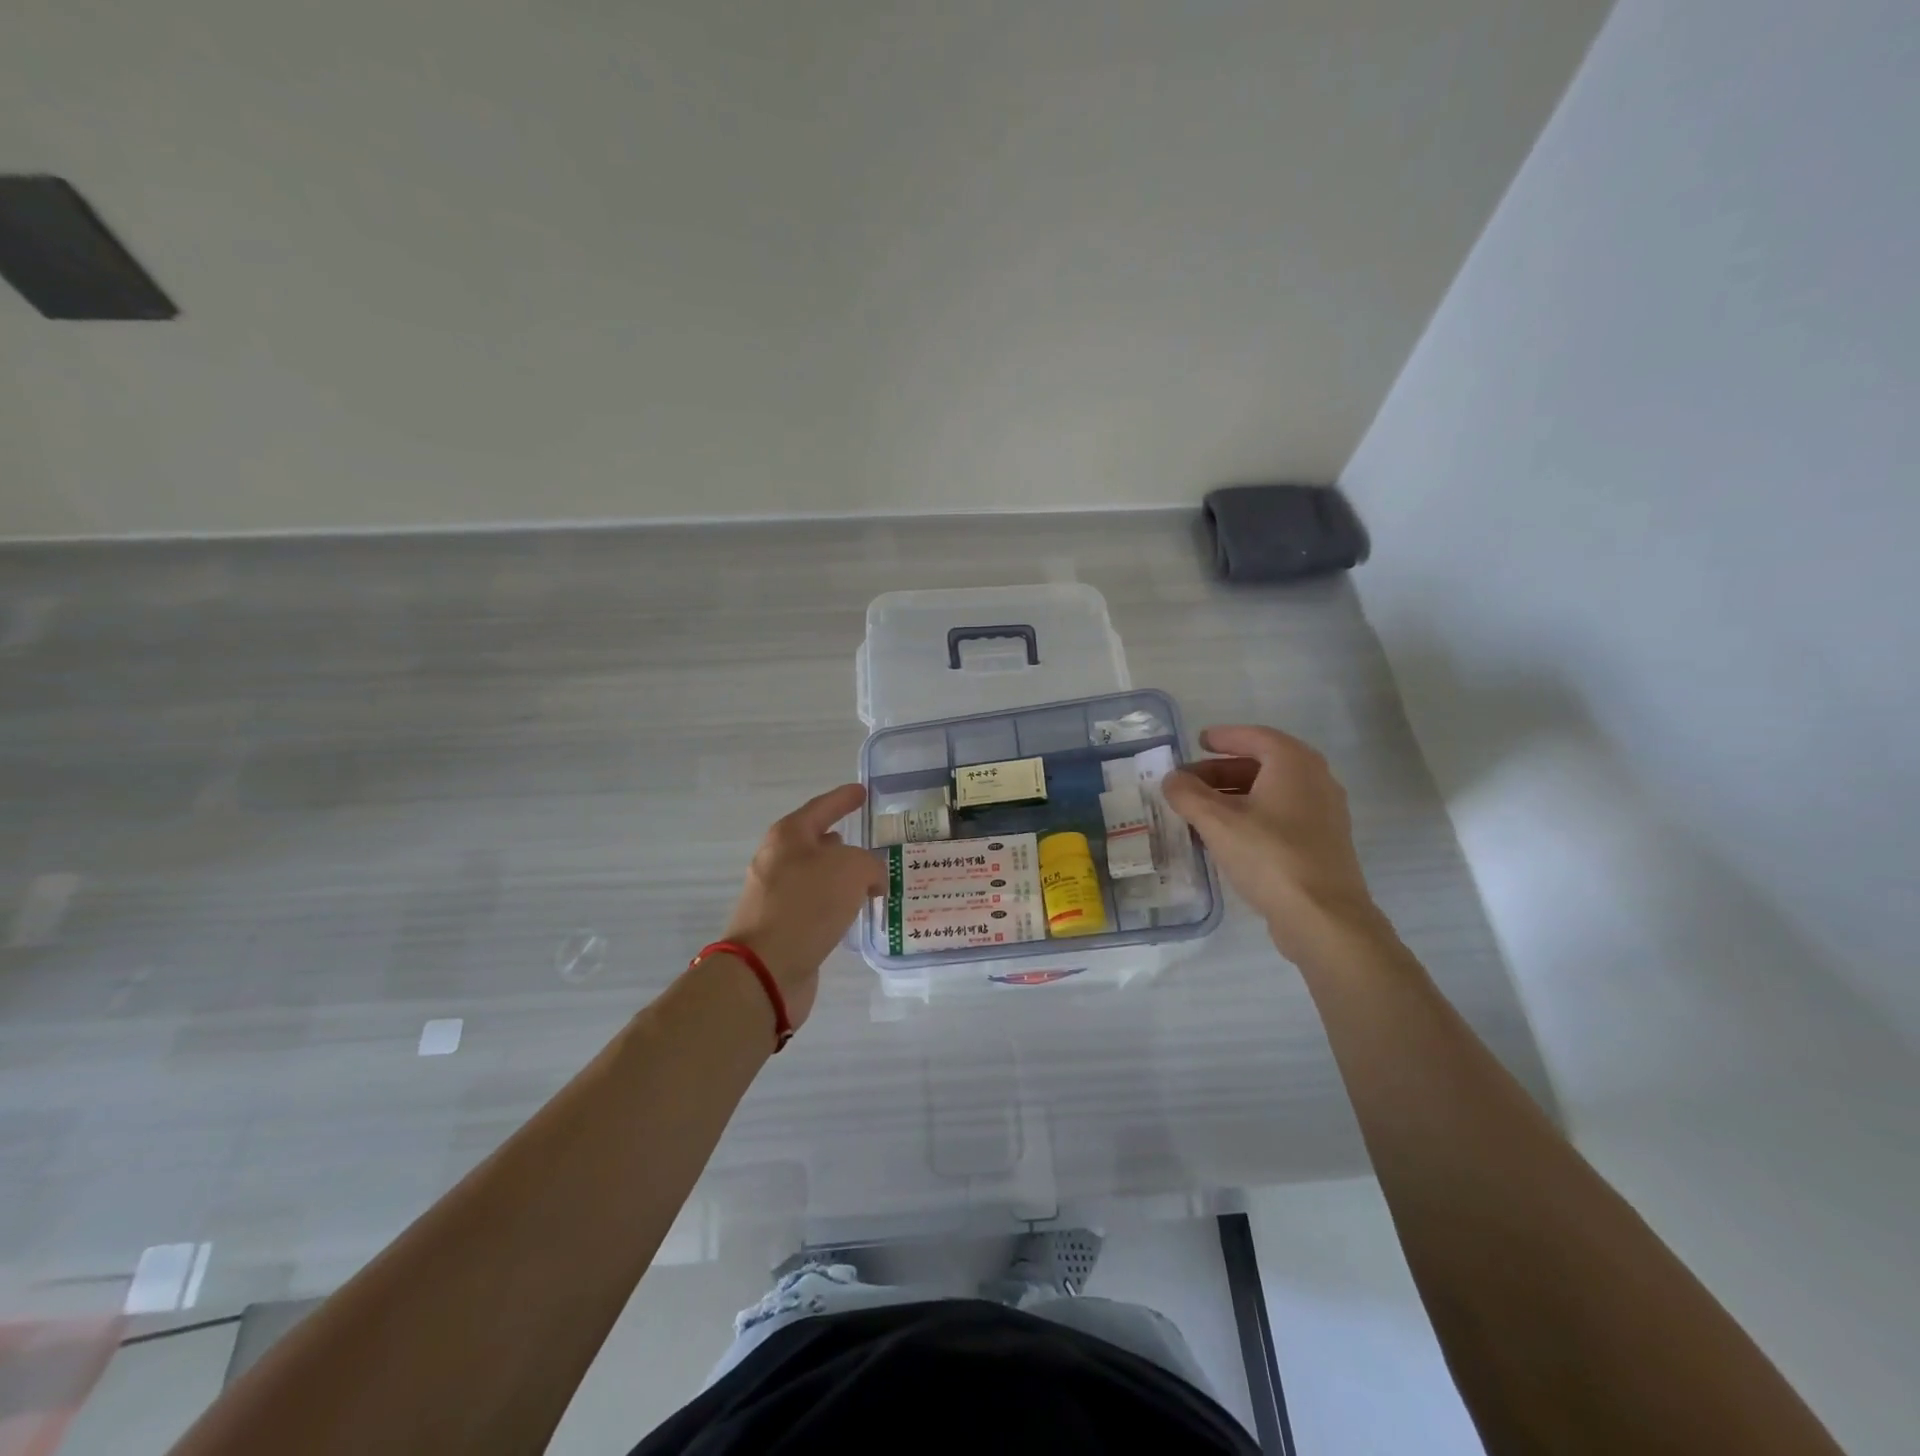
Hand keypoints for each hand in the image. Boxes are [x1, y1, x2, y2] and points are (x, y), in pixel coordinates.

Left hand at [720, 783, 885, 1028]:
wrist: (765, 969)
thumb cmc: (806, 905)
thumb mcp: (851, 869)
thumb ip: (870, 864)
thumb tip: (871, 880)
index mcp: (788, 836)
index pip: (822, 807)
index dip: (844, 798)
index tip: (862, 792)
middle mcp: (778, 861)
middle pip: (816, 842)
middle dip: (843, 842)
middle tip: (872, 843)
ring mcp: (776, 896)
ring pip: (817, 877)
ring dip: (842, 878)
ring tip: (872, 881)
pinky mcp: (781, 927)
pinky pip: (815, 906)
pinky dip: (836, 905)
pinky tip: (854, 912)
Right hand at [1162, 725, 1382, 959]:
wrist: (1323, 917)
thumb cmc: (1269, 856)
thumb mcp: (1216, 821)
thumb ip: (1187, 794)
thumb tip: (1172, 779)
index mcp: (1294, 763)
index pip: (1255, 736)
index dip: (1224, 737)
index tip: (1198, 741)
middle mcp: (1315, 780)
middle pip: (1262, 764)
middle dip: (1222, 770)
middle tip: (1188, 782)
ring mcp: (1323, 813)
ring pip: (1271, 792)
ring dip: (1234, 795)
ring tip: (1200, 811)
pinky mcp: (1322, 843)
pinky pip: (1281, 815)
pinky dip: (1252, 815)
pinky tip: (1227, 837)